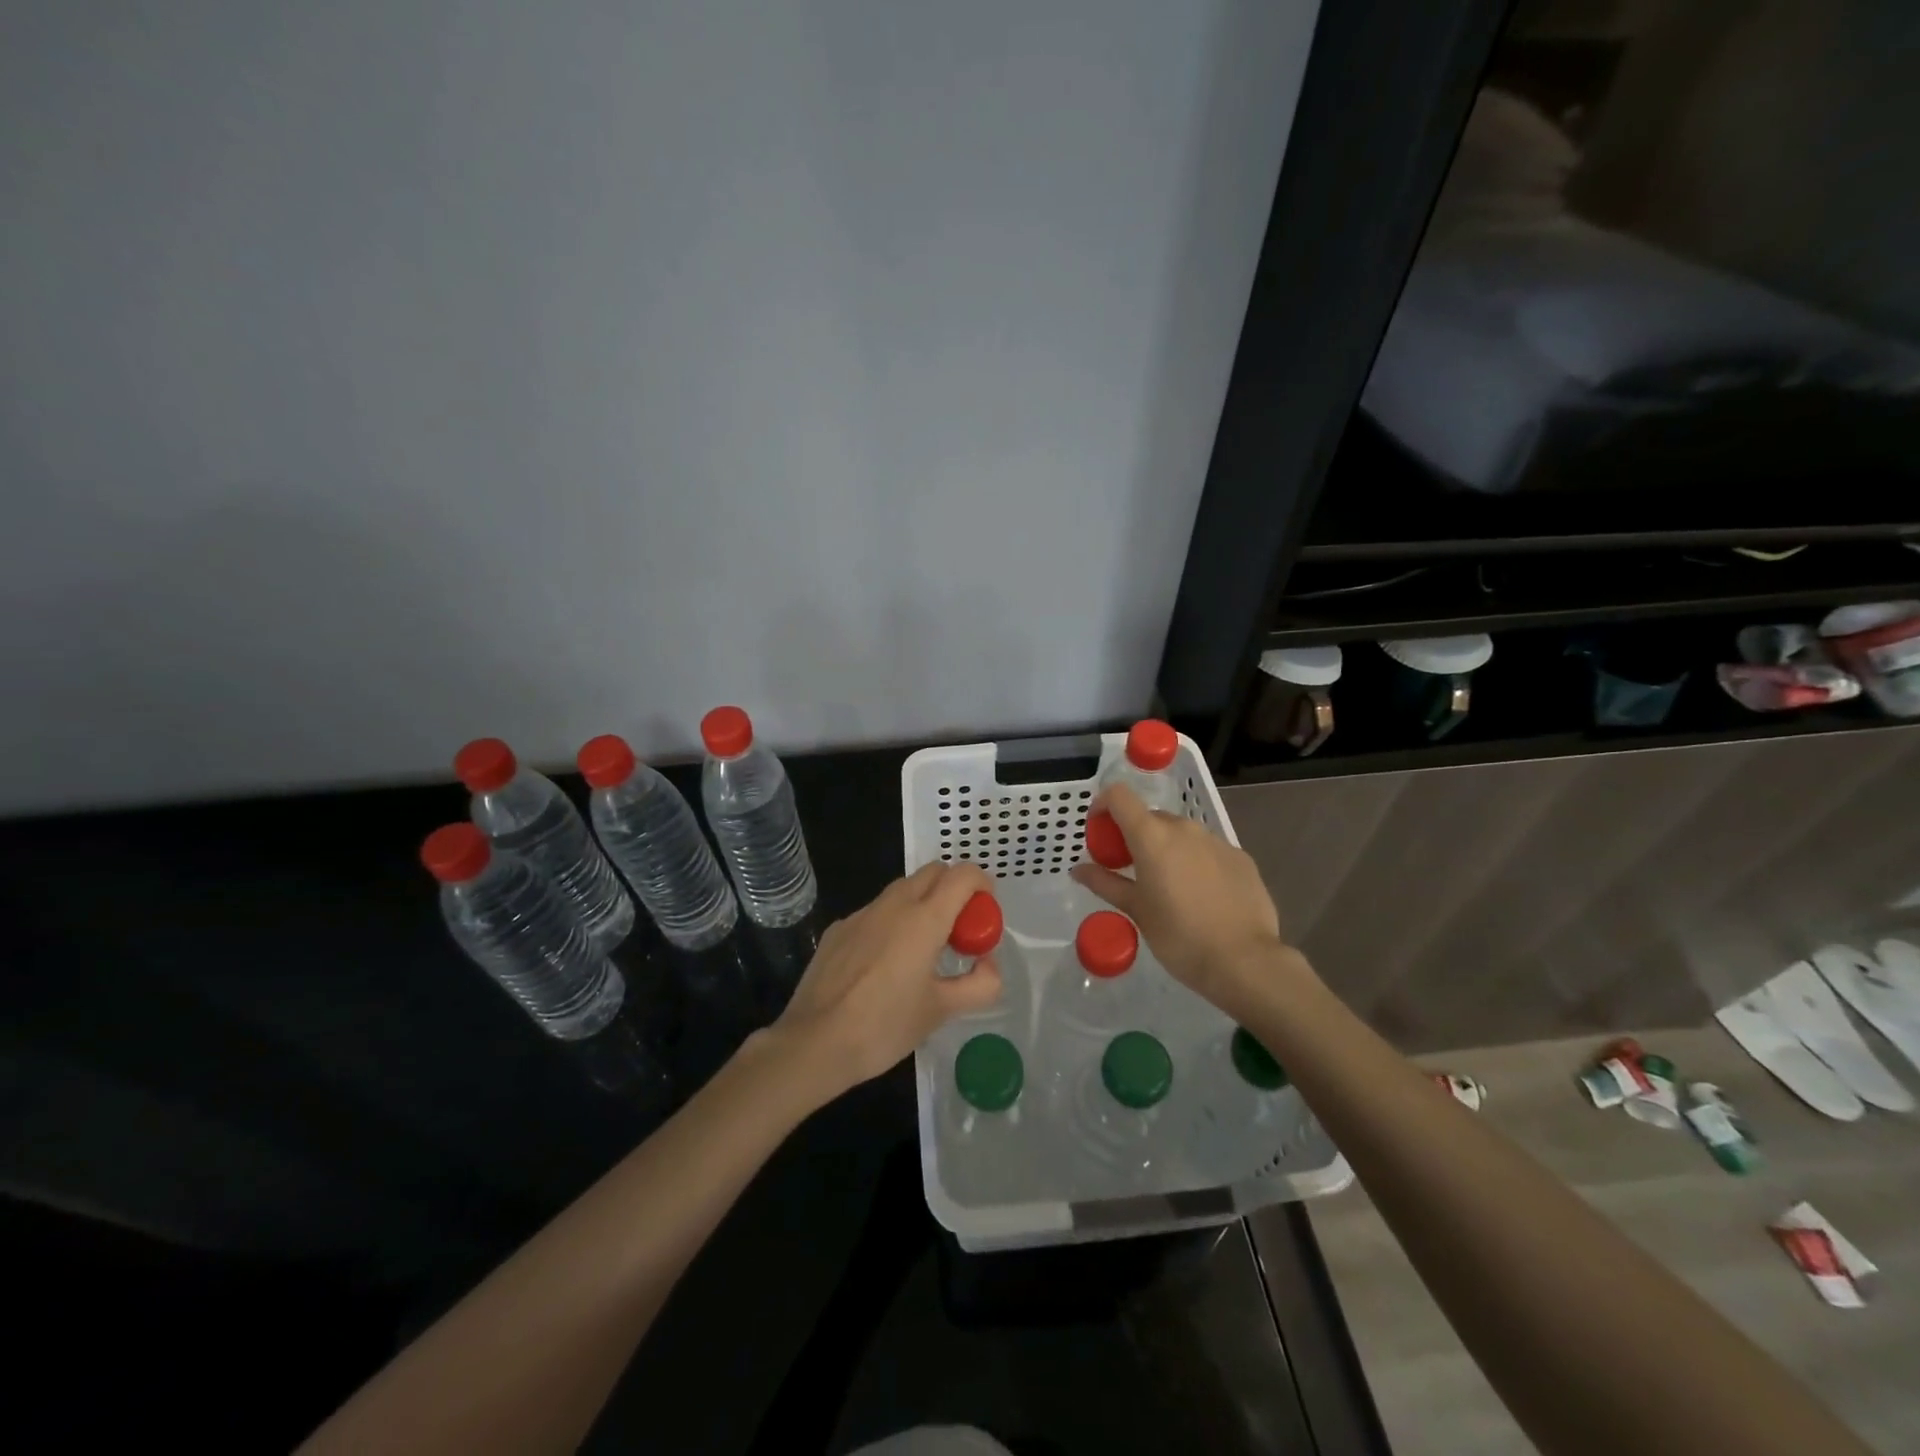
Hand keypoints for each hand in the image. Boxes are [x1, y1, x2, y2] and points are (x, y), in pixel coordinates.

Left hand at [773, 862, 1002, 1097]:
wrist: (814, 1042)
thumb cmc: (884, 1026)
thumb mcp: (942, 1011)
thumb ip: (979, 984)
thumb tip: (989, 964)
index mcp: (924, 918)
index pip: (962, 874)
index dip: (982, 884)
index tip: (985, 913)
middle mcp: (893, 904)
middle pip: (933, 872)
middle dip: (954, 889)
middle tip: (959, 931)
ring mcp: (861, 914)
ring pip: (902, 889)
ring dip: (923, 903)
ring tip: (924, 949)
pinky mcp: (838, 929)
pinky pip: (875, 912)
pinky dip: (892, 922)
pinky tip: (884, 964)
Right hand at [1070, 783, 1292, 1013]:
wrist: (1244, 961)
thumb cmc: (1179, 937)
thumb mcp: (1136, 911)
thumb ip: (1105, 883)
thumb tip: (1078, 869)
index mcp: (1152, 836)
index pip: (1119, 796)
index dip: (1103, 805)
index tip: (1099, 832)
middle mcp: (1184, 828)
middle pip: (1150, 817)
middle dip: (1135, 837)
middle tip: (1130, 871)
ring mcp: (1216, 840)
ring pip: (1181, 834)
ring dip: (1167, 849)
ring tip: (1168, 887)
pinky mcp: (1240, 857)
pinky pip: (1207, 850)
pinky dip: (1195, 862)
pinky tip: (1201, 896)